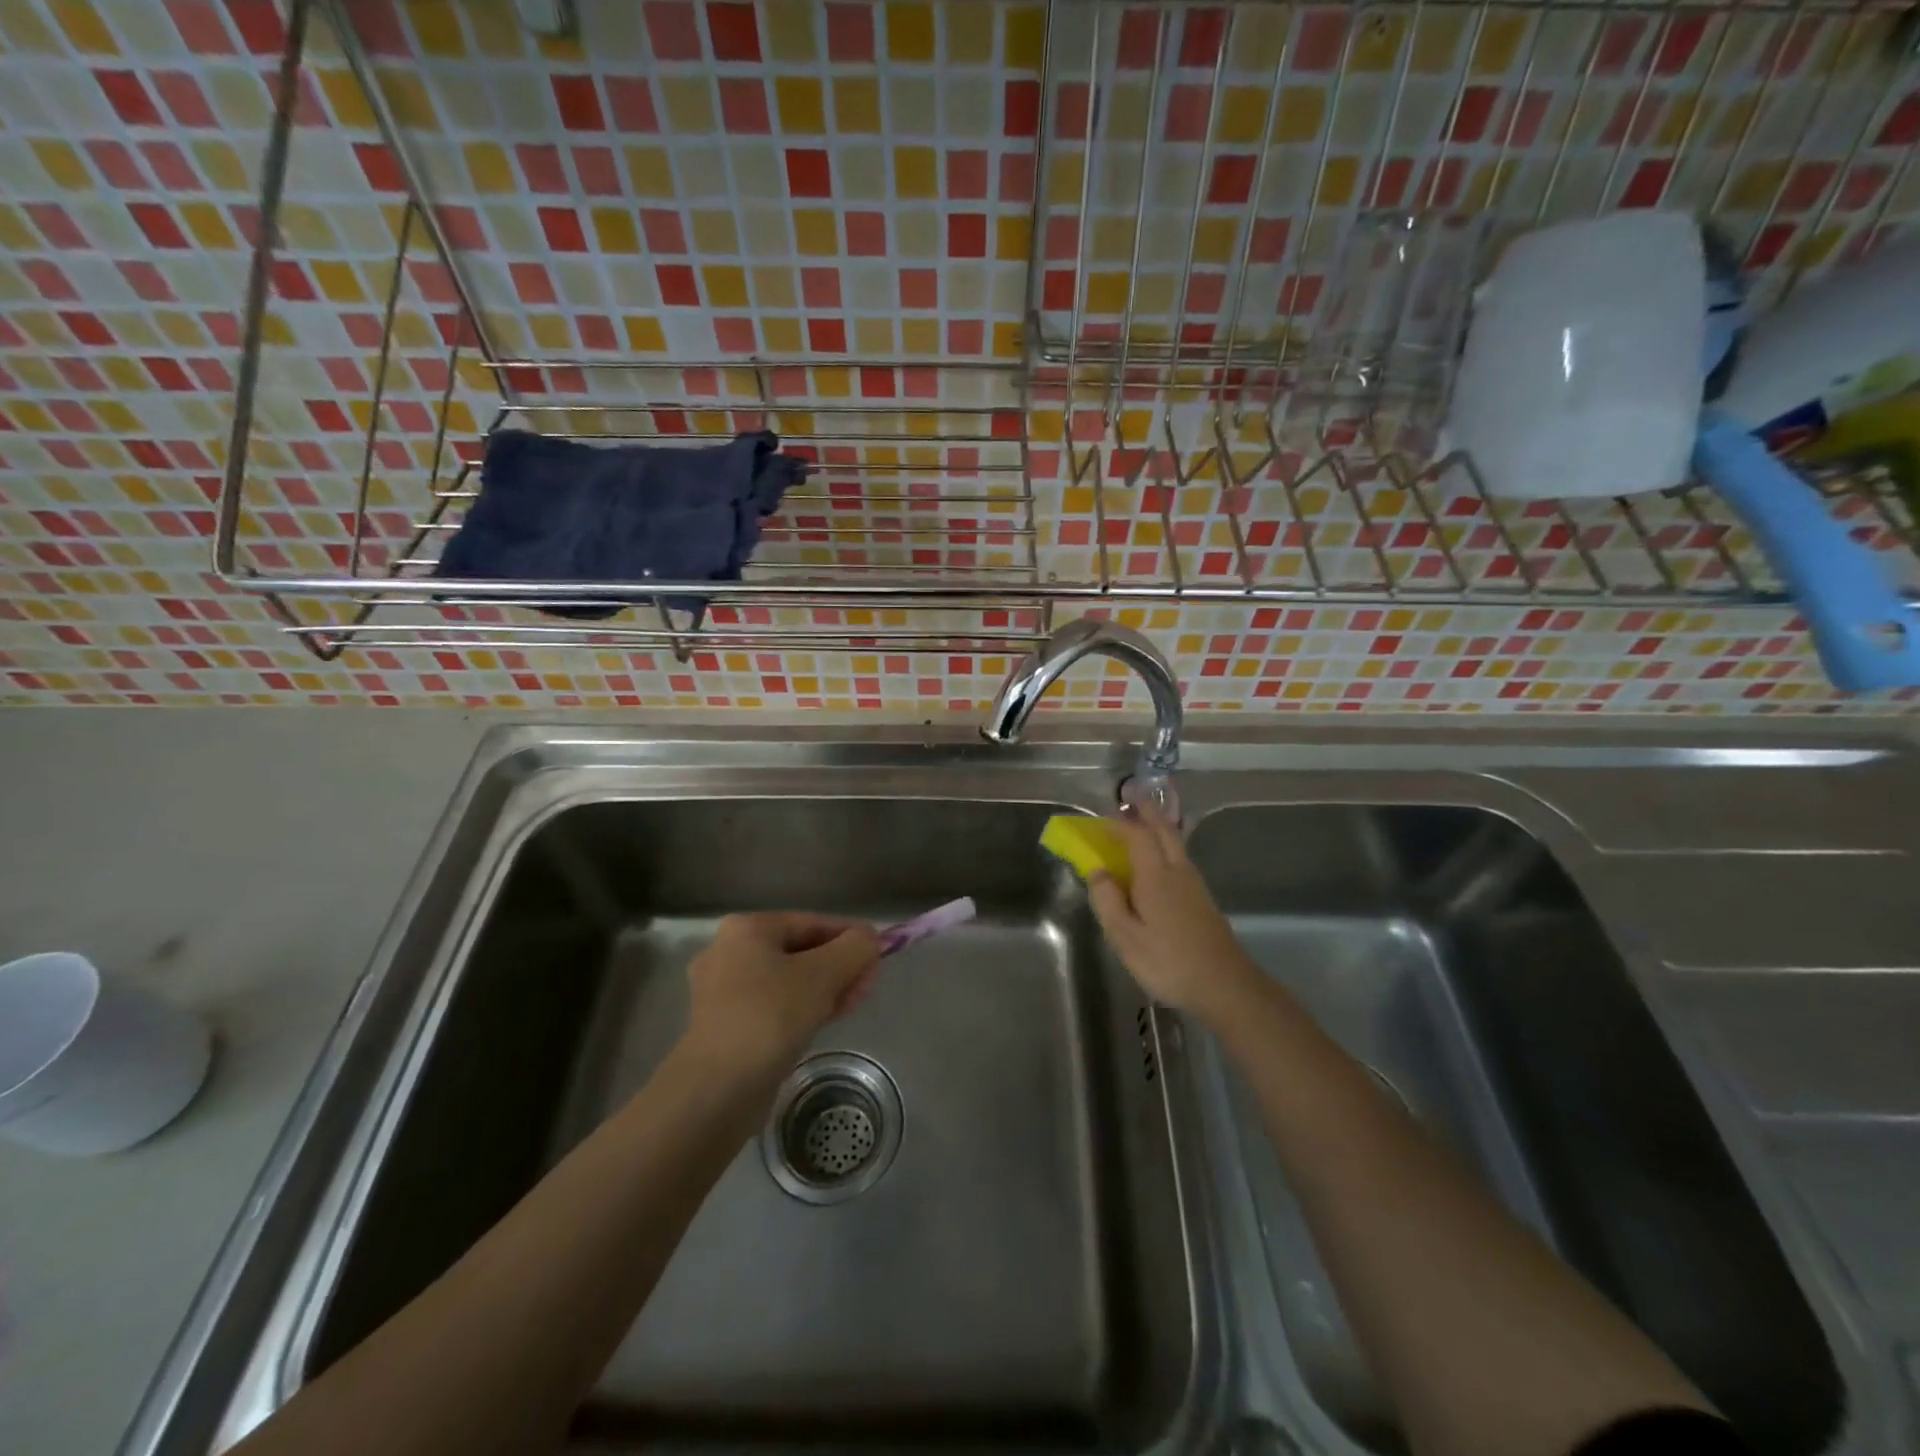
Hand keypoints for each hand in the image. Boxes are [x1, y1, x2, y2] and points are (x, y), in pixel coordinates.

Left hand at [682, 913, 882, 1078]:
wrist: (717, 1090)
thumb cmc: (770, 1017)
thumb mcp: (824, 974)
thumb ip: (855, 948)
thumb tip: (869, 938)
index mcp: (747, 929)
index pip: (812, 923)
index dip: (850, 938)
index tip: (878, 958)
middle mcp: (729, 952)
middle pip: (800, 951)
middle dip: (839, 966)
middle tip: (867, 986)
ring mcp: (723, 992)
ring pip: (788, 981)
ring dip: (825, 989)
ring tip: (853, 1004)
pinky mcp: (726, 1026)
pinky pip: (774, 1006)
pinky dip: (802, 1009)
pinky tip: (826, 1021)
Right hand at [1086, 803, 1260, 1025]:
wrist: (1224, 985)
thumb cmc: (1168, 961)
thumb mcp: (1125, 937)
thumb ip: (1108, 901)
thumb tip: (1097, 870)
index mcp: (1155, 875)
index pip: (1137, 835)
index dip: (1120, 823)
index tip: (1104, 815)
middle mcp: (1177, 871)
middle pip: (1163, 830)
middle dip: (1147, 811)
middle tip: (1133, 796)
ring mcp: (1194, 884)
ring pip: (1176, 843)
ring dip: (1159, 826)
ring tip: (1145, 820)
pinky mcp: (1202, 899)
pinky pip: (1180, 858)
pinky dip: (1167, 845)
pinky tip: (1162, 858)